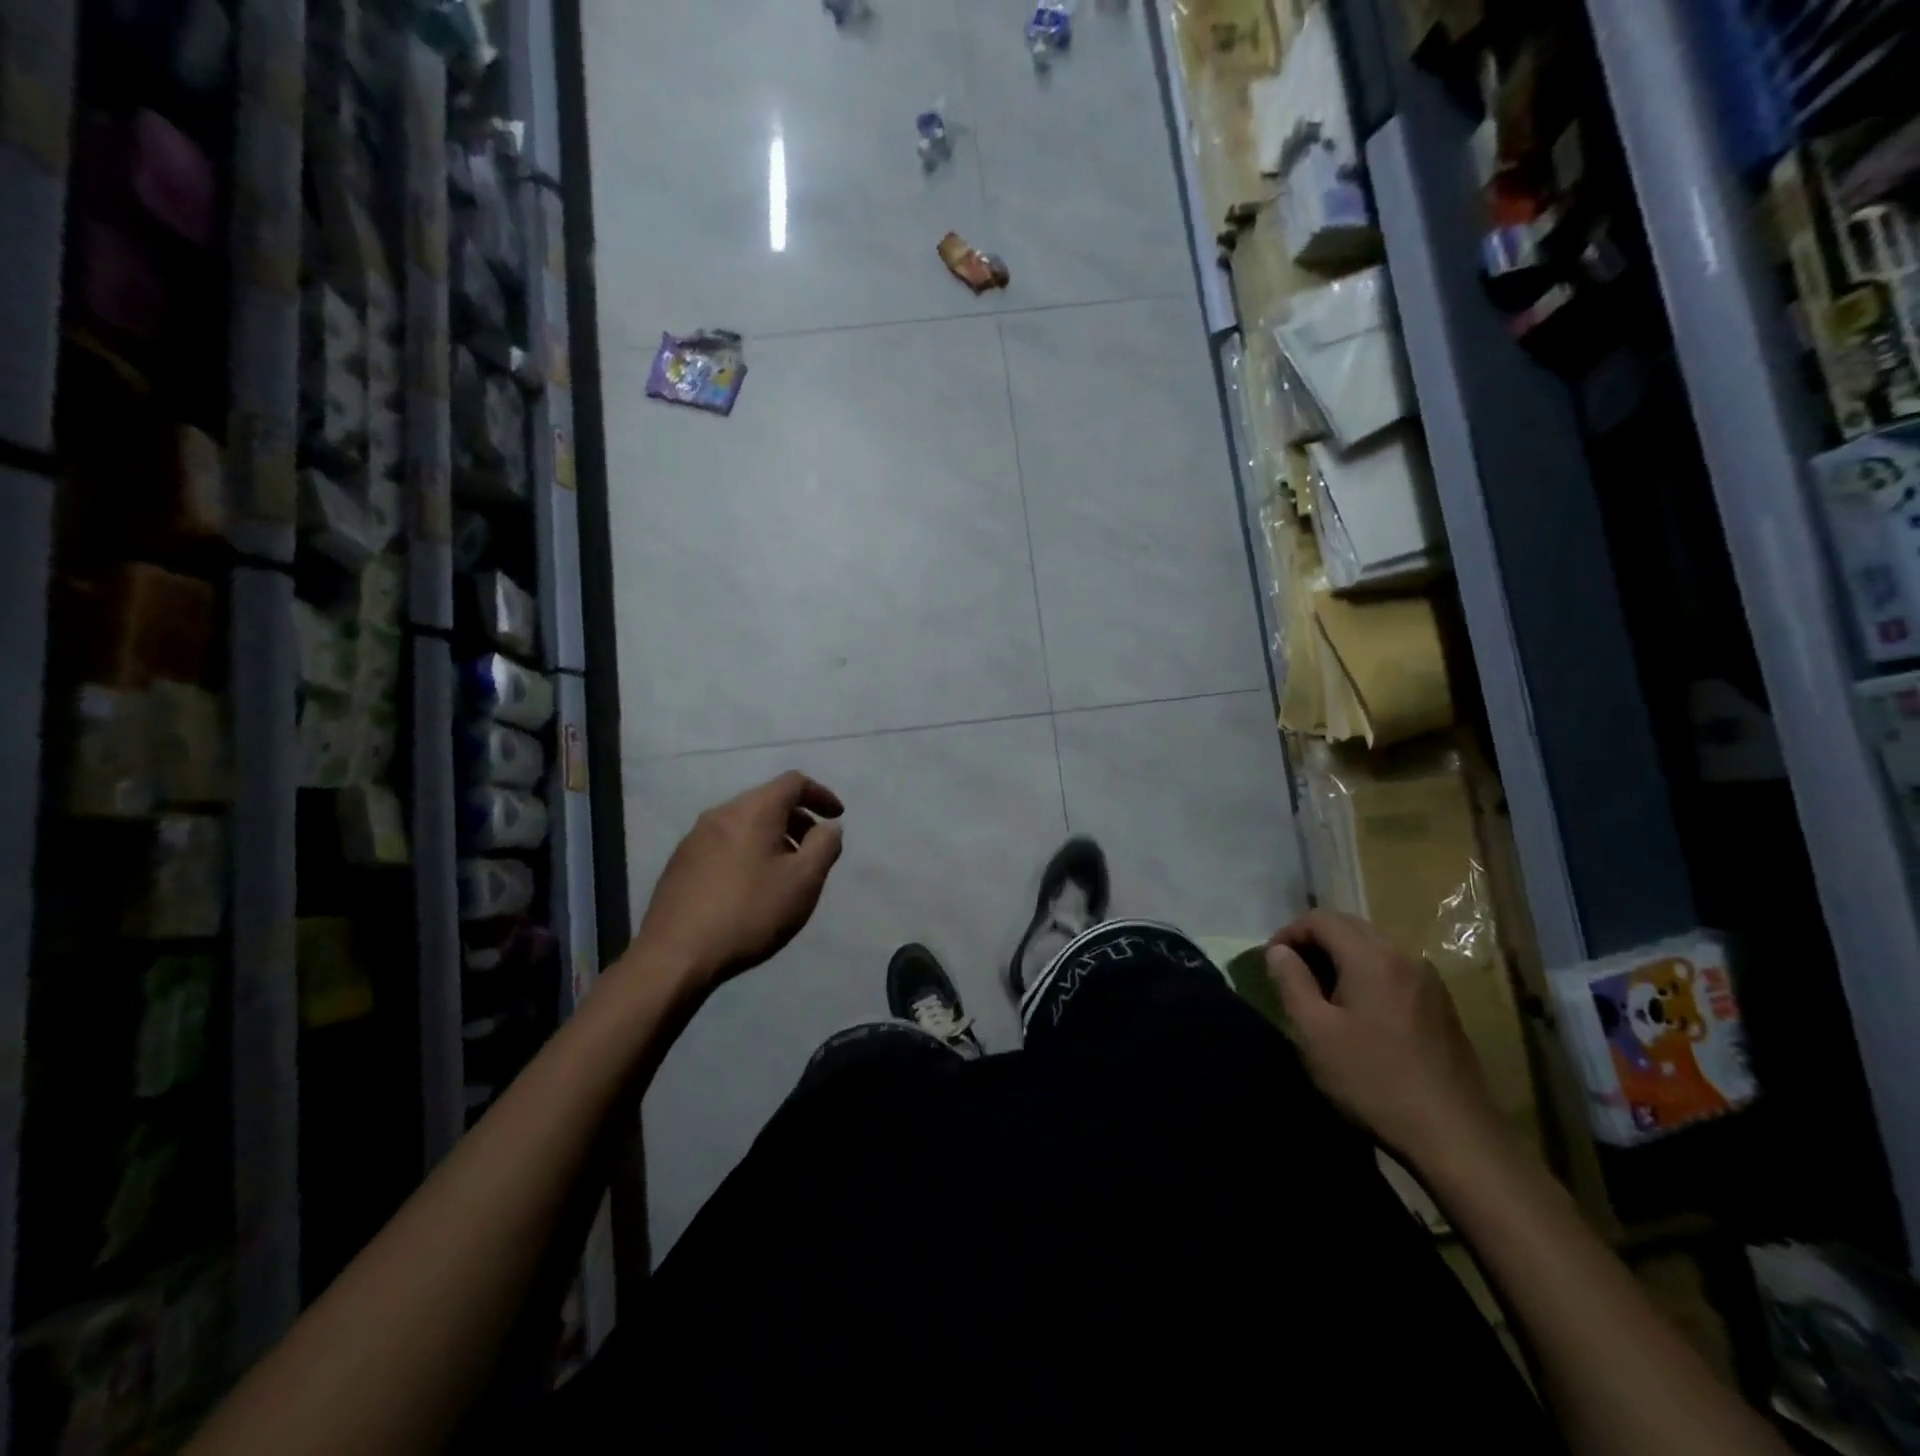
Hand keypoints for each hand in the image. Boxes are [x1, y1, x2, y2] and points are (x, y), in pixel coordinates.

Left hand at [632, 771, 844, 993]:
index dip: (820, 794)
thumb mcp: (804, 881)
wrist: (676, 955)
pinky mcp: (680, 862)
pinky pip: (725, 843)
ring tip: (784, 872)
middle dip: (797, 819)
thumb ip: (824, 846)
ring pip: (744, 823)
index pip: (793, 782)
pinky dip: (747, 851)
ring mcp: (695, 838)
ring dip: (772, 837)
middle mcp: (721, 814)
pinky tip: (749, 887)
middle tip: (813, 850)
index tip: (836, 817)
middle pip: (767, 801)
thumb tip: (828, 826)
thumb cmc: (750, 912)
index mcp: (753, 810)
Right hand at [1266, 909, 1501, 1169]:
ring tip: (1320, 993)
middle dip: (1314, 941)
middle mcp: (1404, 956)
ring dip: (1340, 957)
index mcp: (1372, 957)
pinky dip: (1366, 973)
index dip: (1288, 933)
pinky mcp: (1441, 1005)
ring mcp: (1428, 980)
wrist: (1455, 1137)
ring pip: (1373, 947)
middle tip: (1291, 973)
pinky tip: (1358, 1011)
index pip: (1320, 919)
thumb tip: (1279, 951)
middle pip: (1349, 926)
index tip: (1271, 962)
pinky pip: (1393, 969)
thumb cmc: (1373, 1081)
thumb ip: (1291, 981)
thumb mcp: (1314, 1032)